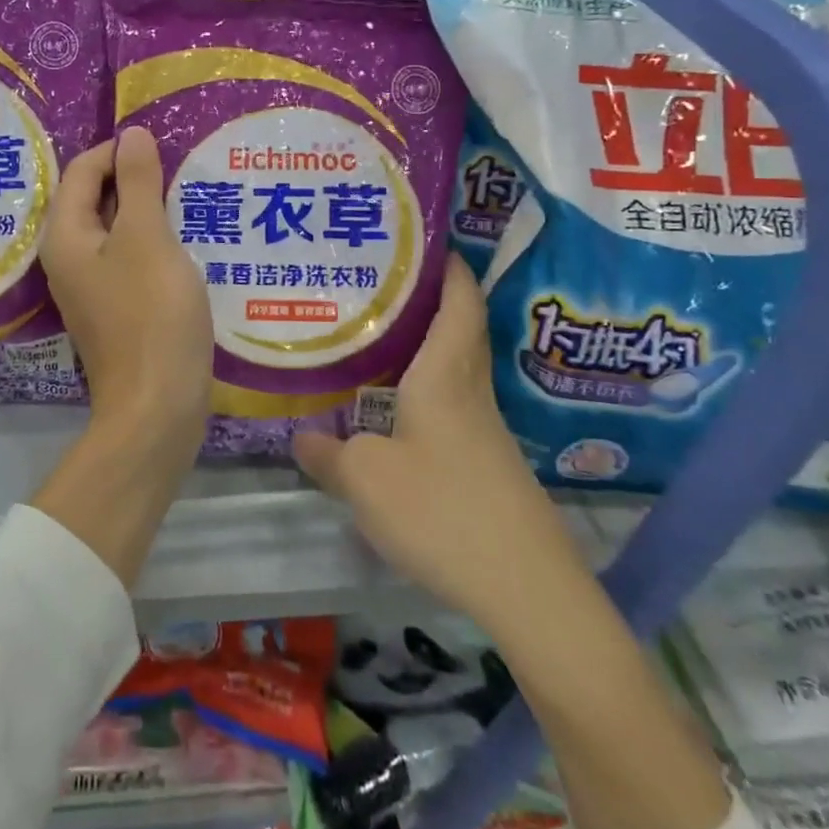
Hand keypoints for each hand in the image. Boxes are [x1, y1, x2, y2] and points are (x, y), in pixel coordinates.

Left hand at [42, 125, 213, 445]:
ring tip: (186, 194)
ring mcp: (91, 288)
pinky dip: (152, 240)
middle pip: (94, 200)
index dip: (117, 150)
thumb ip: (138, 183)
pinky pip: (129, 258)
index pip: (82, 172)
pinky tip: (184, 238)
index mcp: (66, 237)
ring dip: (146, 209)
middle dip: (133, 178)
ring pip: (115, 230)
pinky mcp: (115, 309)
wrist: (157, 406)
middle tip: (178, 164)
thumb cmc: (151, 313)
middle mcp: (69, 259)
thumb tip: (130, 134)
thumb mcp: (147, 238)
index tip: (161, 142)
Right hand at [293, 255, 553, 620]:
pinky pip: (452, 407)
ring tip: (376, 340)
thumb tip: (301, 435)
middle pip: (460, 329)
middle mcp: (470, 392)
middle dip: (431, 299)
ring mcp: (484, 432)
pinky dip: (425, 392)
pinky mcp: (486, 466)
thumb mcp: (365, 478)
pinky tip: (395, 413)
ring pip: (454, 369)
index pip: (458, 302)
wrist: (526, 588)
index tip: (427, 240)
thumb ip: (328, 452)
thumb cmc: (442, 509)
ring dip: (426, 347)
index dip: (448, 266)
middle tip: (382, 283)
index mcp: (445, 374)